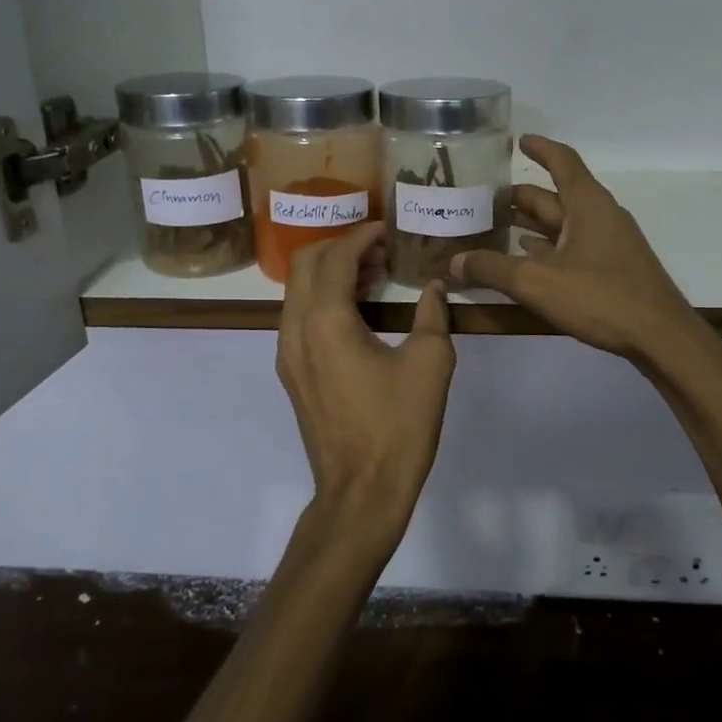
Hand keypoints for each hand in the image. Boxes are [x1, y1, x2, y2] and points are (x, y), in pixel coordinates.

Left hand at [275, 221, 455, 562]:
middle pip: (304, 264)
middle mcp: (295, 330)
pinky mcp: (292, 374)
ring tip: (374, 277)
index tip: (389, 230)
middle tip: (379, 249)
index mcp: (326, 321)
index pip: (335, 257)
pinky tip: (359, 313)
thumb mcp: (431, 363)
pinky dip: (323, 301)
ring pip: (298, 291)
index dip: (362, 236)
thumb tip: (434, 288)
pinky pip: (299, 318)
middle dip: (339, 247)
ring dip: (330, 274)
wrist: (362, 490)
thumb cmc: (399, 425)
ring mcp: (287, 354)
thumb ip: (433, 315)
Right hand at [450, 135, 708, 368]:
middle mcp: (600, 216)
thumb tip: (455, 262)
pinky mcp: (612, 269)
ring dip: (533, 224)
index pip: (562, 162)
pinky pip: (573, 248)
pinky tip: (527, 260)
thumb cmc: (600, 297)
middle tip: (486, 199)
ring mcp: (609, 244)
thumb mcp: (537, 282)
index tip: (518, 140)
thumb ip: (492, 268)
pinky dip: (548, 249)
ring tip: (497, 227)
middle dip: (522, 196)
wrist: (659, 336)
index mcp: (587, 204)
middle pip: (557, 196)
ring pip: (564, 225)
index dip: (540, 149)